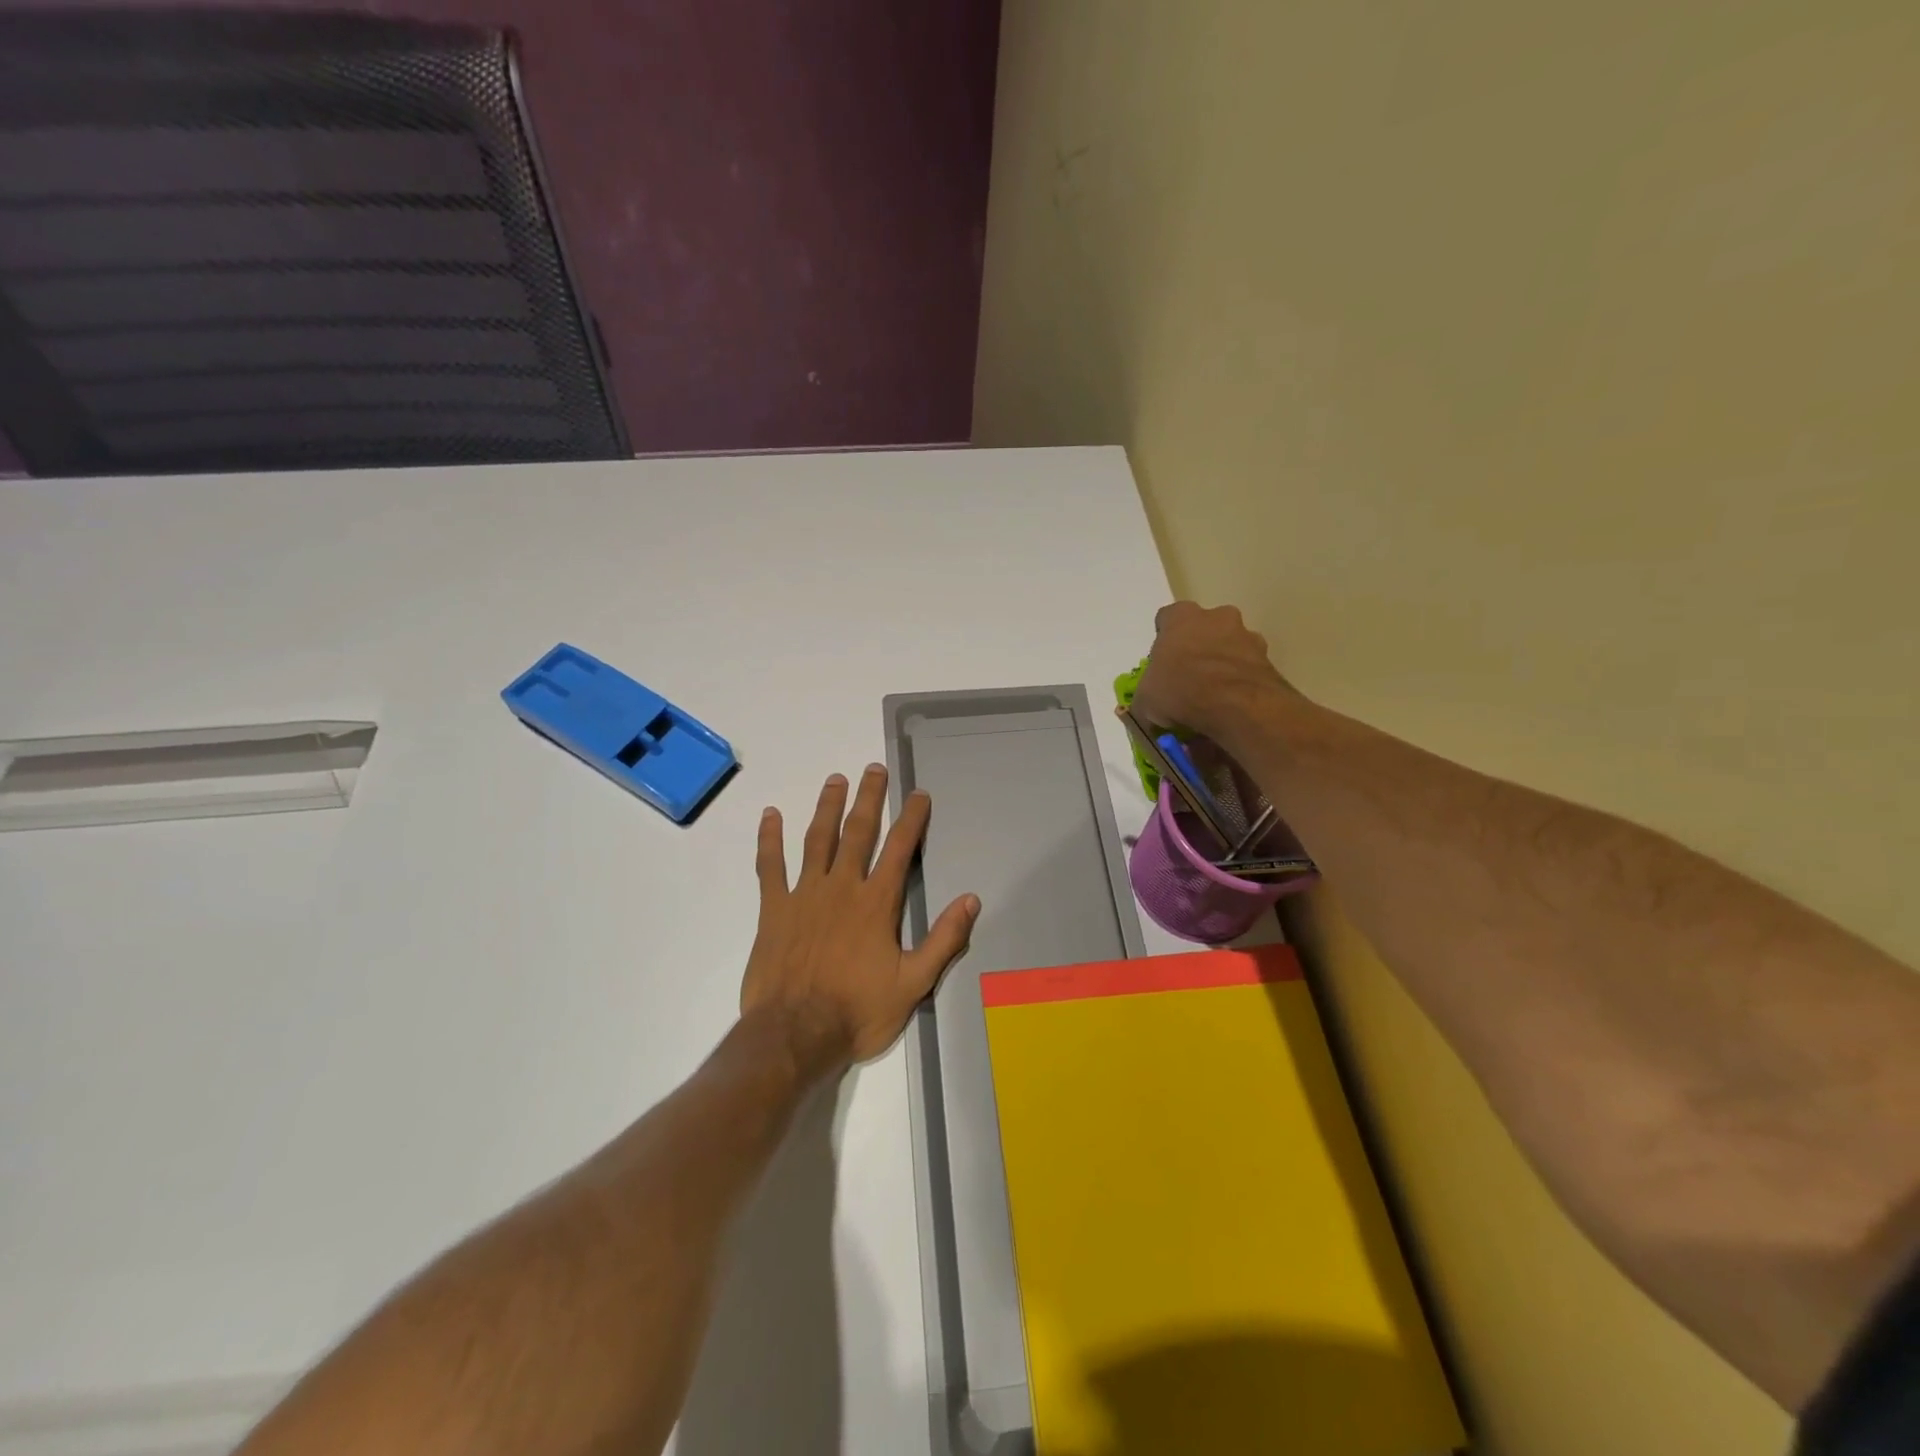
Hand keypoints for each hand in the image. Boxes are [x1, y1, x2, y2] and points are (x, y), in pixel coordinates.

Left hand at [742, 764, 979, 1070]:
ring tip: (835, 780)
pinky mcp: (774, 909)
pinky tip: (770, 815)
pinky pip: (770, 866)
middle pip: (858, 832)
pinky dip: (769, 840)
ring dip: (827, 807)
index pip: (900, 849)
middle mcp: (842, 887)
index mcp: (877, 903)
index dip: (912, 819)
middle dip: (869, 799)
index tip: (918, 794)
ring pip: (817, 840)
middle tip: (873, 769)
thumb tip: (972, 900)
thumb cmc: (858, 1011)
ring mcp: (804, 894)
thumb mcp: (914, 983)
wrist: (795, 1035)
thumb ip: (943, 939)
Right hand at [1133, 601, 1293, 745]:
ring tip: (1214, 700)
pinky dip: (1241, 684)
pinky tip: (1232, 708)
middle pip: (1204, 630)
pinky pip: (1248, 670)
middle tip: (1189, 680)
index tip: (1162, 664)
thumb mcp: (1145, 701)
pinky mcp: (1269, 660)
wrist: (1236, 705)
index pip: (1167, 619)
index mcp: (1181, 617)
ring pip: (1230, 648)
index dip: (1163, 642)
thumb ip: (1145, 697)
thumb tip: (1147, 709)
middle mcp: (1217, 617)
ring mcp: (1247, 636)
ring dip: (1223, 667)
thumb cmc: (1181, 690)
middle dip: (1198, 650)